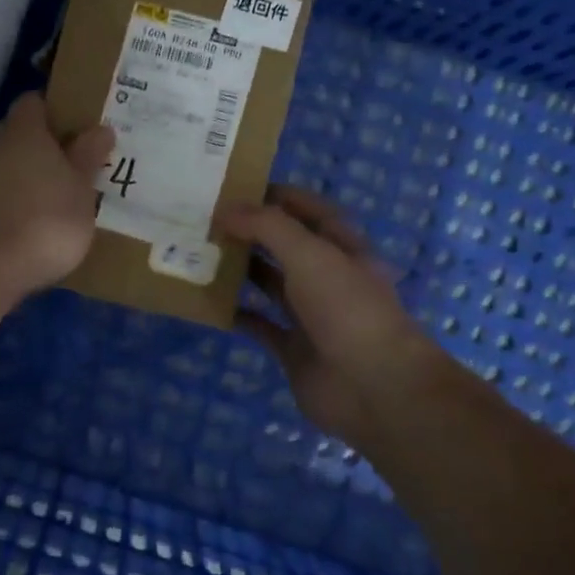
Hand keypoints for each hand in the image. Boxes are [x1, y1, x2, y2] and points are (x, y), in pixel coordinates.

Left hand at [0, 93, 113, 298]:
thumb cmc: (47, 217)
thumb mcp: (82, 188)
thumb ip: (89, 156)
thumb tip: (100, 128)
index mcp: (24, 130)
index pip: (34, 102)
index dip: (55, 109)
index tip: (79, 124)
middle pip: (21, 133)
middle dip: (46, 143)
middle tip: (77, 159)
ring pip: (10, 164)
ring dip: (32, 173)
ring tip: (62, 192)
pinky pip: (2, 192)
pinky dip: (19, 198)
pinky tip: (40, 218)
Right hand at [216, 186, 437, 445]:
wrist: (373, 386)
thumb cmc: (347, 308)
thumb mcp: (310, 254)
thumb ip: (267, 227)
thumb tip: (225, 210)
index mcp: (342, 248)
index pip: (309, 211)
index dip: (278, 196)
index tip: (235, 188)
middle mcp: (327, 277)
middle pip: (286, 246)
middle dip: (251, 232)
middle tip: (207, 220)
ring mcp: (311, 315)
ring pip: (270, 284)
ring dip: (241, 270)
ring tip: (201, 253)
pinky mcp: (294, 349)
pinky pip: (260, 325)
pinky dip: (237, 315)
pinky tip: (209, 303)